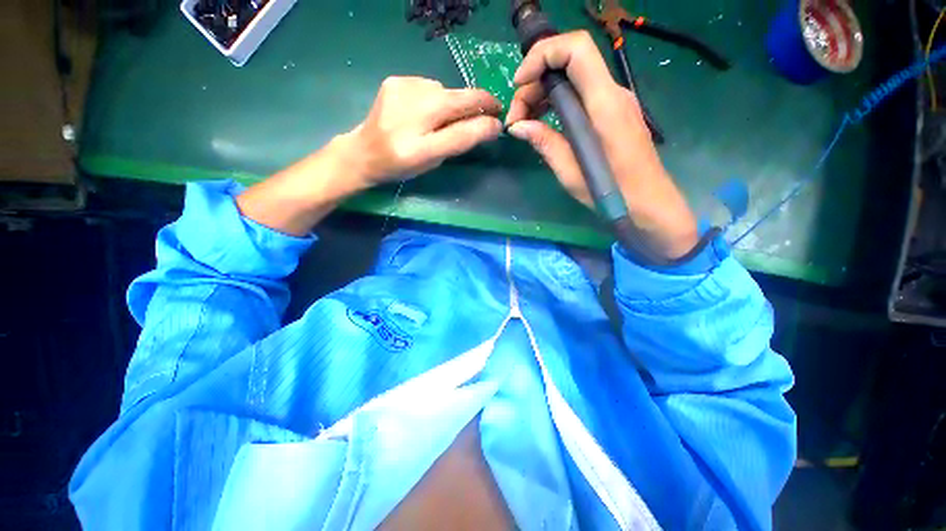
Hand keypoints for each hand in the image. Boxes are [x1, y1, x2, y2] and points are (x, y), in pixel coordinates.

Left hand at [345, 76, 502, 185]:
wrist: (363, 153)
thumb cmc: (401, 165)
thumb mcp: (433, 160)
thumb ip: (461, 140)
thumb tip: (490, 124)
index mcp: (421, 139)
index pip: (464, 122)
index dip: (487, 114)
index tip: (498, 118)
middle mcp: (412, 107)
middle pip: (457, 98)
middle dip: (475, 105)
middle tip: (481, 117)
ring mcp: (402, 88)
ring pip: (444, 91)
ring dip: (452, 103)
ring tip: (442, 120)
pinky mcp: (395, 80)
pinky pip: (428, 86)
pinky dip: (434, 97)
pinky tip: (423, 111)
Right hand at [505, 31, 698, 259]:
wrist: (648, 201)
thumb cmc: (612, 193)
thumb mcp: (571, 173)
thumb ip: (545, 143)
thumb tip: (517, 126)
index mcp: (604, 105)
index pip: (576, 49)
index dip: (542, 55)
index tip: (519, 84)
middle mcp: (612, 93)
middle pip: (569, 62)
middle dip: (534, 82)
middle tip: (516, 119)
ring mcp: (613, 101)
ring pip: (572, 78)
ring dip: (543, 93)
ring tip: (524, 123)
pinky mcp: (611, 112)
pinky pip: (580, 94)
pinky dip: (556, 102)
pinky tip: (542, 122)